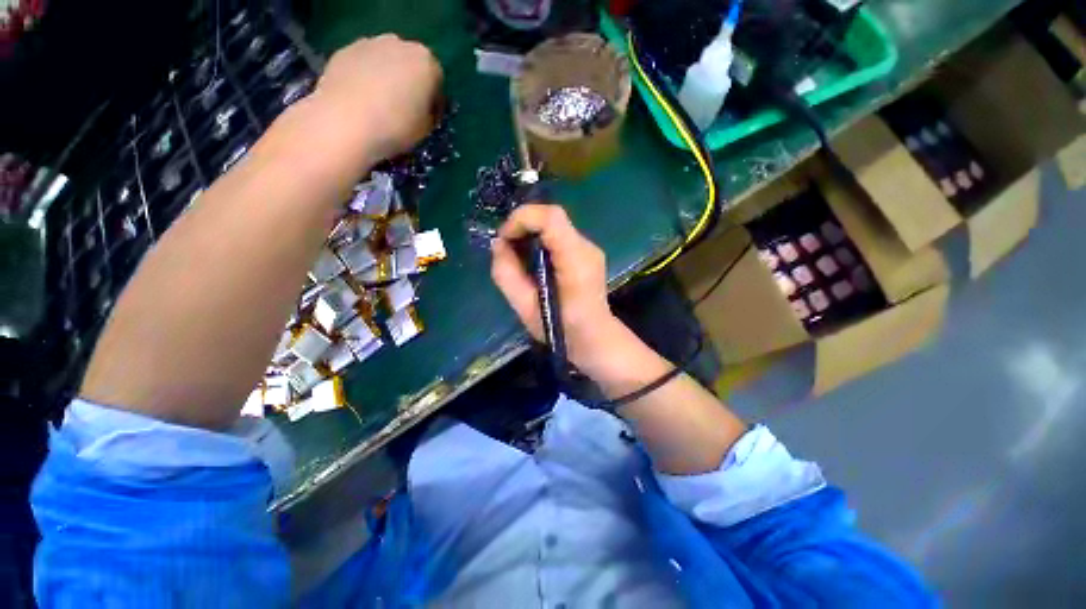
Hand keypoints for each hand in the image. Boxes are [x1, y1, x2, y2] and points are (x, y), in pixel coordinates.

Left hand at [312, 35, 442, 161]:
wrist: (345, 122)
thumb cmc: (395, 127)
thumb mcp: (426, 128)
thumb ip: (428, 113)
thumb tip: (422, 109)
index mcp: (426, 62)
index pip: (437, 80)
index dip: (434, 102)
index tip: (428, 118)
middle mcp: (400, 44)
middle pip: (411, 64)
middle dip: (410, 83)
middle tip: (405, 109)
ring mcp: (370, 43)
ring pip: (386, 61)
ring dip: (387, 77)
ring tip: (380, 104)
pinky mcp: (345, 50)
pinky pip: (363, 63)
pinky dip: (365, 77)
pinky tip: (361, 99)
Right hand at [492, 204, 635, 379]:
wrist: (595, 339)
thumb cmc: (561, 331)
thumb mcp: (525, 308)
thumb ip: (507, 274)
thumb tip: (498, 244)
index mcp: (575, 260)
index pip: (551, 217)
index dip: (522, 219)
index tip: (504, 238)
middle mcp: (587, 247)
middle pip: (552, 218)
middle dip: (523, 226)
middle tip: (506, 248)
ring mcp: (590, 249)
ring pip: (555, 226)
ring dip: (531, 234)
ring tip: (517, 256)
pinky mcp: (587, 254)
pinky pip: (559, 237)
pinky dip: (541, 242)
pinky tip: (534, 262)